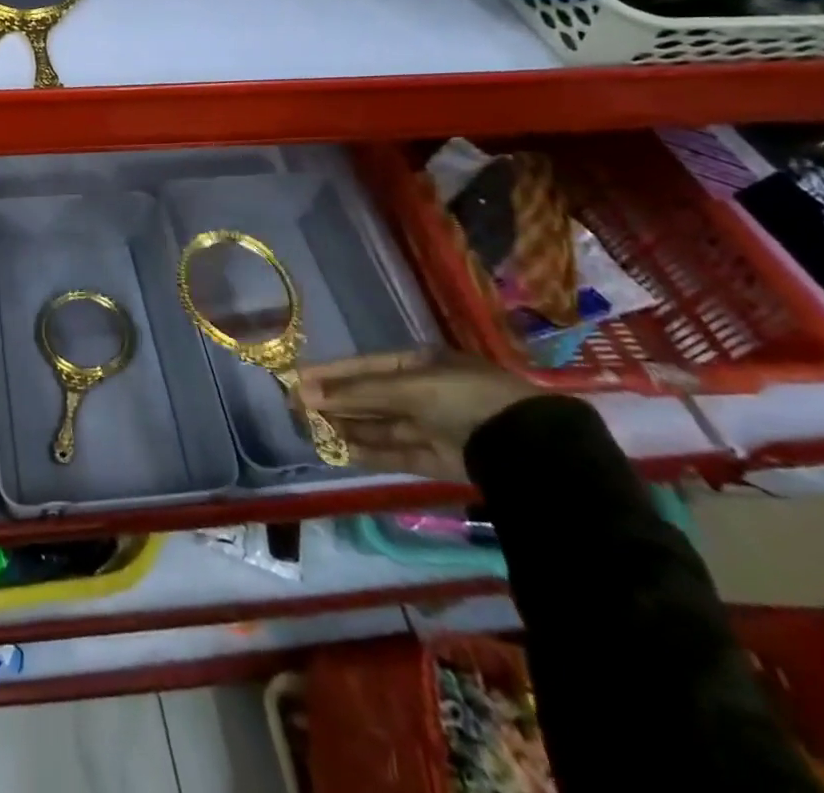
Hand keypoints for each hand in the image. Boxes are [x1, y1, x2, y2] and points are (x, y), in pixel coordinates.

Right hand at [295, 349, 542, 479]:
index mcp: (420, 364)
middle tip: (296, 408)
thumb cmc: (462, 397)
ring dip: (349, 427)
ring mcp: (435, 427)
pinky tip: (344, 452)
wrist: (528, 447)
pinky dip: (372, 452)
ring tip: (313, 430)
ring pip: (382, 426)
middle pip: (371, 397)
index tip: (296, 379)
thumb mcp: (406, 387)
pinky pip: (399, 453)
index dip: (331, 373)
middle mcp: (426, 392)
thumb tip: (303, 393)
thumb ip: (355, 393)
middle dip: (336, 402)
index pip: (365, 366)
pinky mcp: (443, 460)